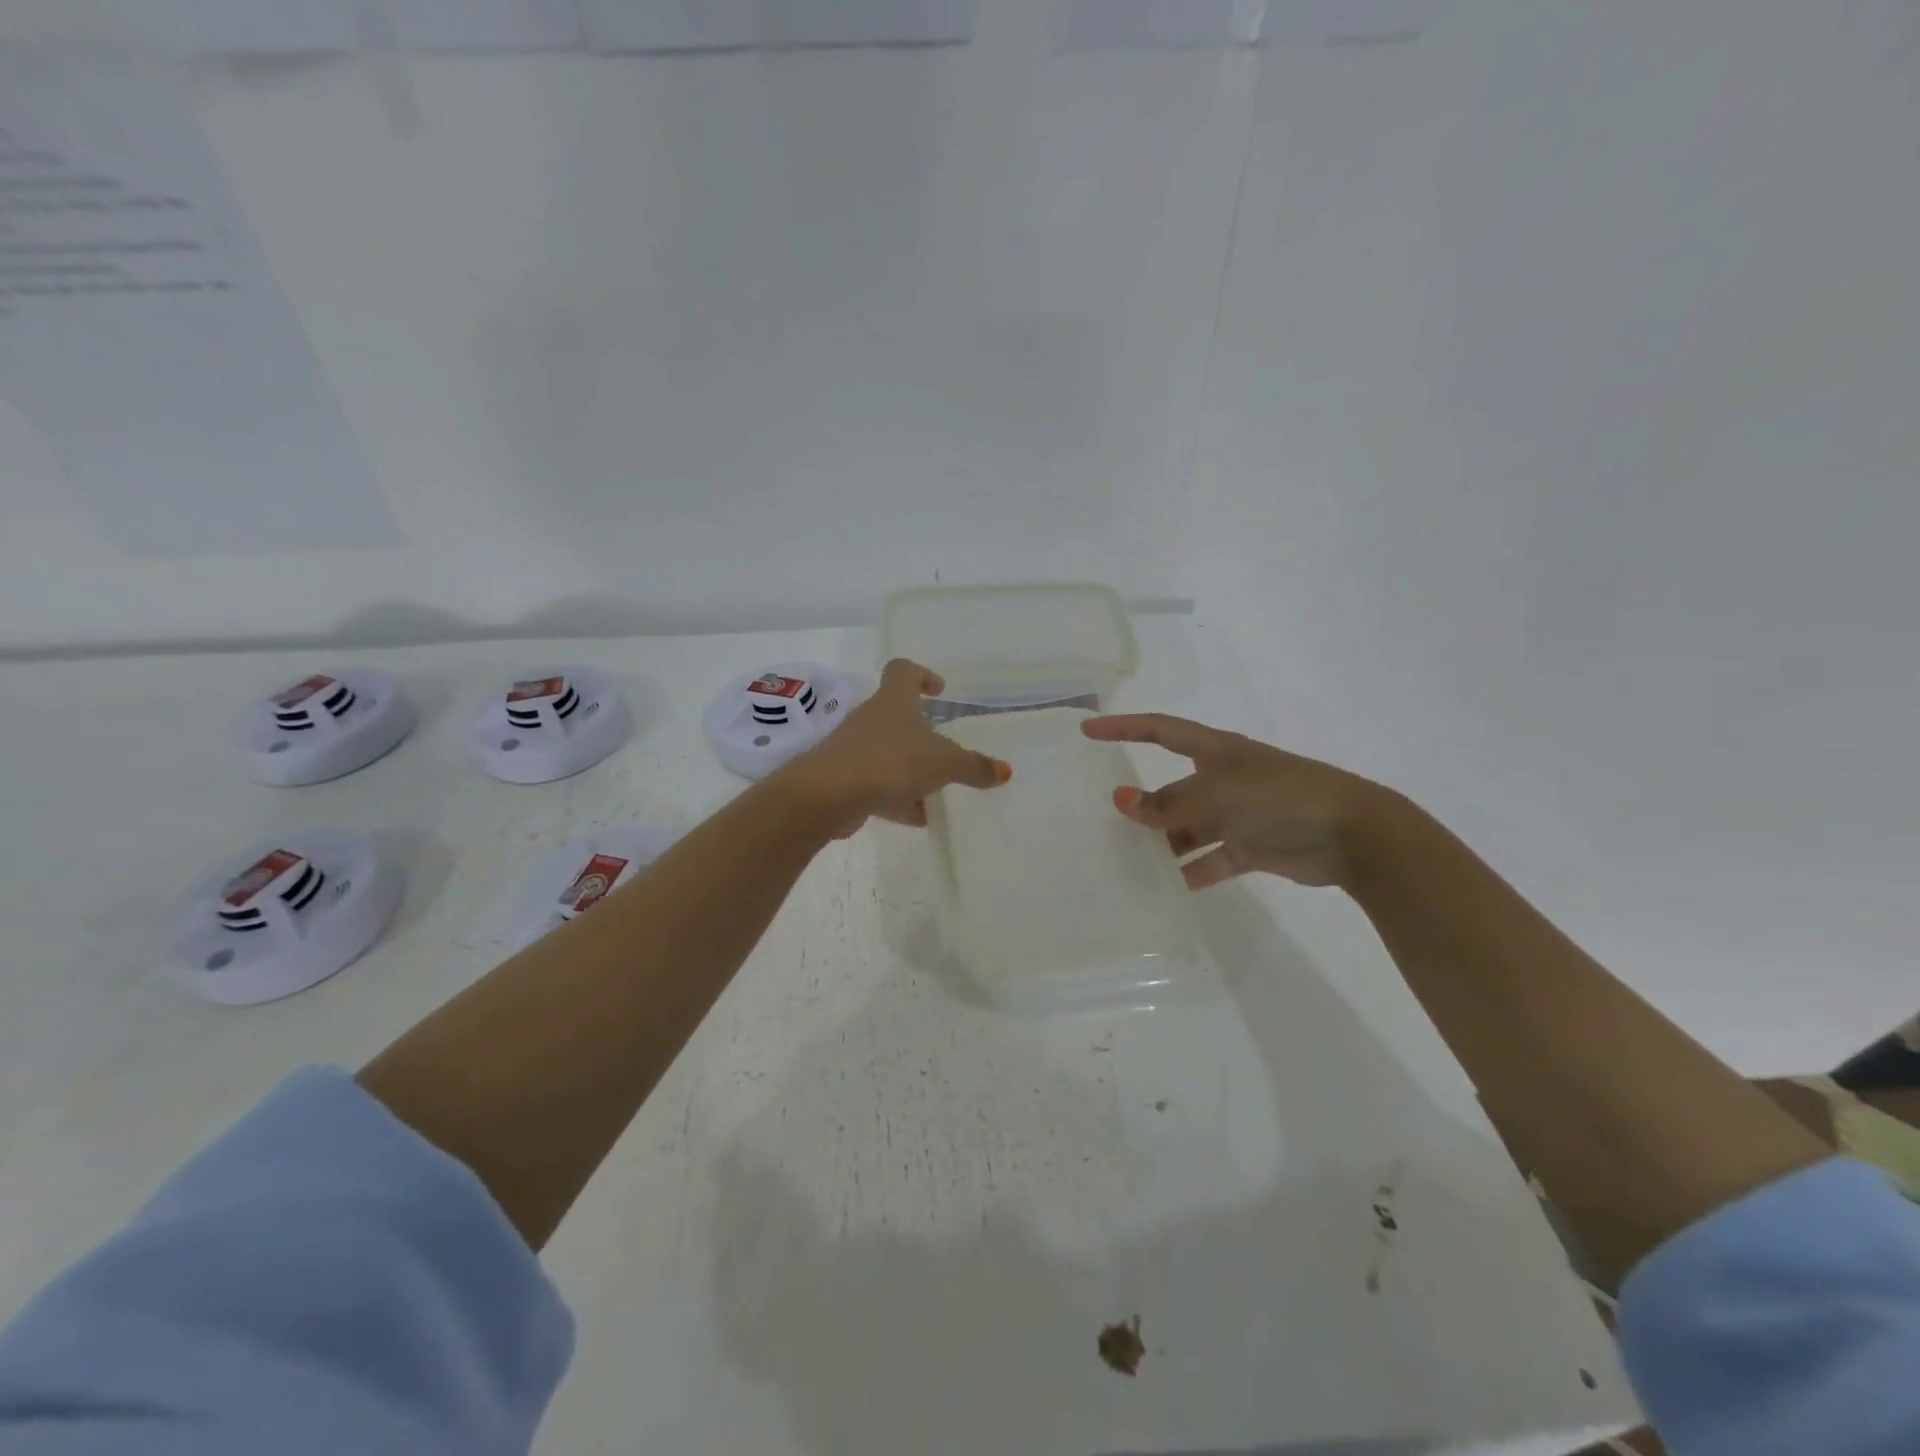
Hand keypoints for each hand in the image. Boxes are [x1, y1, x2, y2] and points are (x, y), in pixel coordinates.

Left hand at [781, 659, 1010, 834]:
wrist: (829, 794)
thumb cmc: (891, 761)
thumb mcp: (943, 763)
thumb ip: (974, 766)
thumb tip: (1004, 771)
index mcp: (893, 702)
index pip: (903, 671)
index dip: (921, 675)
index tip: (938, 690)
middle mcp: (871, 719)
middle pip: (897, 716)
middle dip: (922, 733)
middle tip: (946, 750)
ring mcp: (855, 749)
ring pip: (889, 754)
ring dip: (911, 770)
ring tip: (938, 792)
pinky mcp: (845, 780)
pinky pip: (878, 785)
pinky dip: (898, 798)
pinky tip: (919, 819)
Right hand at [1081, 714, 1394, 889]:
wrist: (1352, 834)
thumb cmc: (1280, 797)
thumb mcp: (1218, 796)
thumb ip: (1168, 804)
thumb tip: (1121, 801)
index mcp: (1215, 752)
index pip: (1160, 730)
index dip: (1123, 727)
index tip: (1088, 731)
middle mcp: (1223, 779)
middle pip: (1171, 789)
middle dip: (1143, 803)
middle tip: (1105, 821)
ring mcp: (1238, 814)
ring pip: (1187, 828)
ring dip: (1164, 844)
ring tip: (1129, 862)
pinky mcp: (1252, 847)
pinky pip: (1210, 860)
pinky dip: (1190, 872)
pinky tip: (1166, 889)